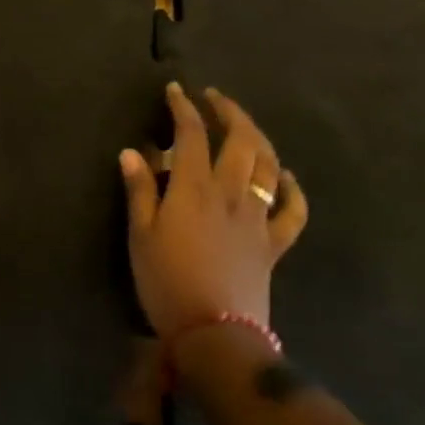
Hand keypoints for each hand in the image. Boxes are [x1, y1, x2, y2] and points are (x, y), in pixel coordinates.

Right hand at [120, 82, 307, 337]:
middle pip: (241, 140)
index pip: (192, 133)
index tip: (175, 90)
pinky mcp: (274, 243)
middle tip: (213, 98)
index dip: (183, 107)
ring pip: (268, 166)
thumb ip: (139, 190)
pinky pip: (293, 211)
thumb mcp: (141, 234)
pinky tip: (285, 177)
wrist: (215, 334)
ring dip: (258, 138)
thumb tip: (132, 151)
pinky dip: (292, 189)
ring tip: (244, 126)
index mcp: (194, 188)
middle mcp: (230, 193)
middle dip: (229, 111)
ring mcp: (258, 218)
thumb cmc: (166, 281)